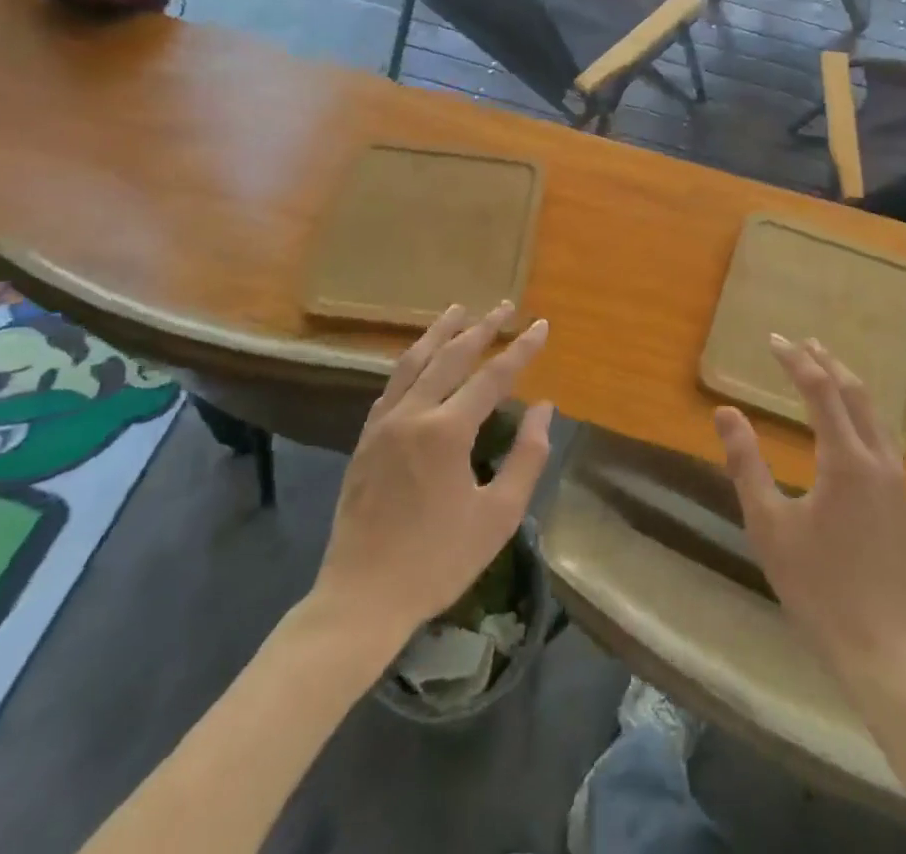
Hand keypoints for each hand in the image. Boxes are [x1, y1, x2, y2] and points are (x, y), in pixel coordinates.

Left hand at [303, 303, 553, 652]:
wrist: (361, 599)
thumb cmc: (438, 561)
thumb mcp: (498, 515)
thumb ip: (527, 457)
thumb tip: (544, 409)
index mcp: (446, 432)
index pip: (492, 376)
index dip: (521, 349)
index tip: (540, 325)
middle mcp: (412, 415)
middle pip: (451, 357)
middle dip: (482, 327)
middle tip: (506, 306)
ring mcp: (383, 425)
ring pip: (414, 362)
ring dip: (440, 332)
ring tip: (460, 310)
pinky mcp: (365, 440)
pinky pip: (392, 385)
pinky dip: (413, 362)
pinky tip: (421, 358)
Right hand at [715, 336, 905, 681]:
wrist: (883, 650)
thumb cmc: (816, 586)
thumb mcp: (768, 524)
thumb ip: (746, 463)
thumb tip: (725, 412)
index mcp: (845, 460)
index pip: (819, 390)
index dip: (796, 360)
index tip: (774, 339)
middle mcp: (880, 461)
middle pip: (856, 394)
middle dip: (828, 363)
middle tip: (805, 343)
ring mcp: (901, 485)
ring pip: (876, 419)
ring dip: (849, 391)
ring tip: (827, 376)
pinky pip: (885, 448)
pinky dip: (862, 423)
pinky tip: (850, 437)